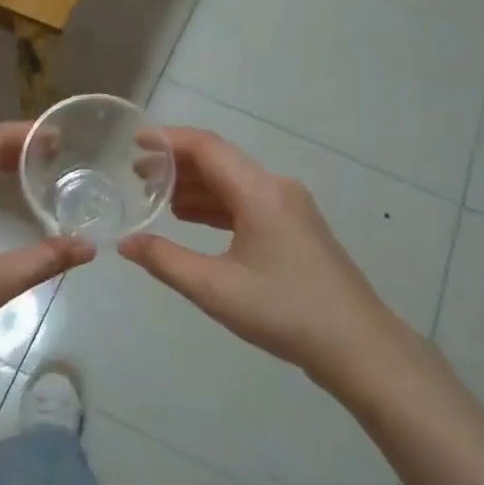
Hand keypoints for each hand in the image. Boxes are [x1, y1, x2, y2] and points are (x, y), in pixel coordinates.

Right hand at [118, 128, 417, 386]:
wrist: (356, 344)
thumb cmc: (283, 311)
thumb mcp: (215, 288)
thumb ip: (165, 260)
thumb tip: (126, 243)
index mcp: (260, 191)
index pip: (207, 147)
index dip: (168, 140)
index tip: (134, 141)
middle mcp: (277, 188)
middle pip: (220, 162)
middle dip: (177, 165)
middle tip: (136, 175)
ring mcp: (290, 208)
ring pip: (233, 184)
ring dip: (195, 186)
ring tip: (155, 198)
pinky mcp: (295, 228)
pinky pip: (247, 203)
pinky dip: (216, 206)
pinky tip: (191, 219)